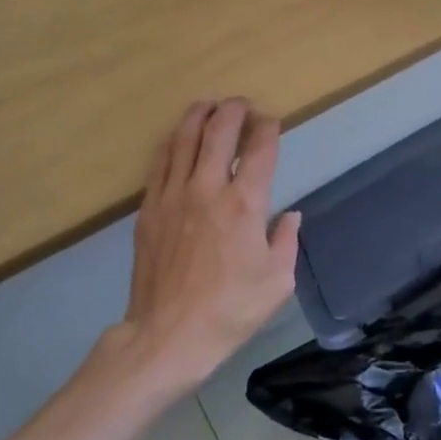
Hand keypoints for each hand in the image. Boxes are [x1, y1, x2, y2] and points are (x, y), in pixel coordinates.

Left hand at [112, 99, 300, 392]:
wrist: (167, 335)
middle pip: (219, 131)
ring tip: (209, 105)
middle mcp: (208, 189)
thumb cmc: (230, 311)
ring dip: (199, 115)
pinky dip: (173, 141)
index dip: (268, 128)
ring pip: (184, 138)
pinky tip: (178, 137)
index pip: (259, 150)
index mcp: (244, 205)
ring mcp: (173, 196)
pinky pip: (160, 162)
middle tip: (242, 104)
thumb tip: (290, 216)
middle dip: (233, 110)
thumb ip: (287, 241)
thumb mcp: (277, 283)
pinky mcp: (149, 209)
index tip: (272, 122)